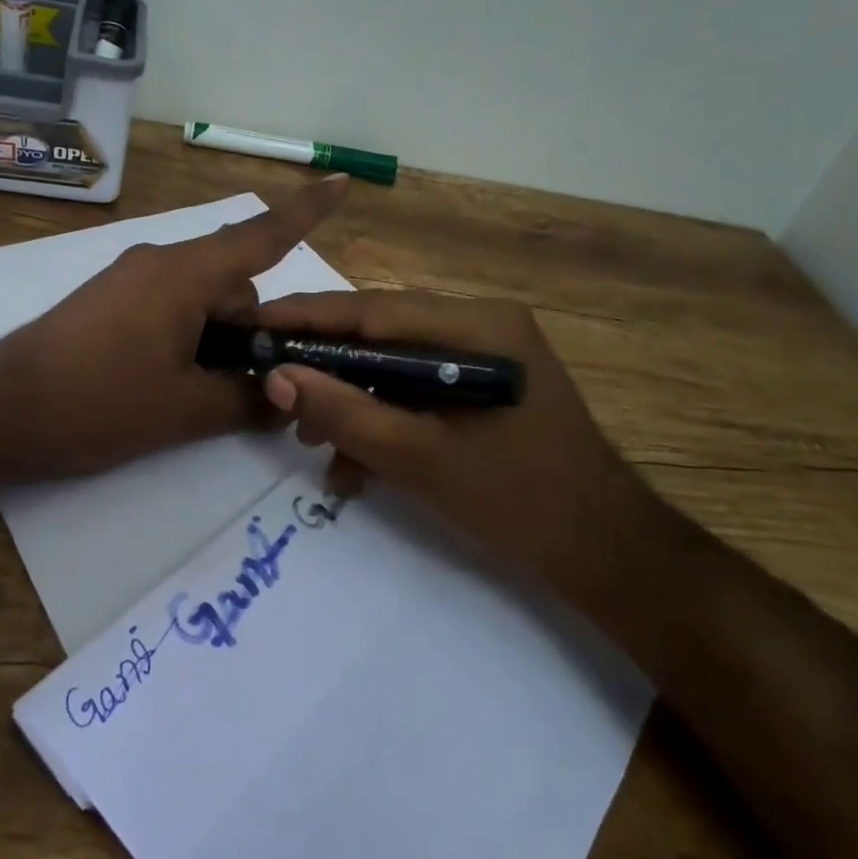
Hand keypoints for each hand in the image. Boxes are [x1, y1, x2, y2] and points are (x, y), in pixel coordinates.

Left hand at [0, 177, 347, 484]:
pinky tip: (165, 384)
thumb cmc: (96, 403)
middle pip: (234, 282)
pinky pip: (169, 305)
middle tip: (242, 391)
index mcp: (185, 274)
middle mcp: (160, 262)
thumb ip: (245, 401)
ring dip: (214, 339)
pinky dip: (186, 336)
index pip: (262, 234)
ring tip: (194, 397)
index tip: (343, 180)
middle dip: (249, 331)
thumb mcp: (184, 411)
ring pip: (201, 298)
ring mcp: (130, 279)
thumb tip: (283, 401)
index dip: (307, 210)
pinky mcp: (109, 300)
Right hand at [249, 288, 651, 599]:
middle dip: (329, 370)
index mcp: (477, 326)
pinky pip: (418, 385)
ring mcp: (486, 351)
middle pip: (382, 334)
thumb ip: (343, 412)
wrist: (601, 549)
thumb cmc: (513, 499)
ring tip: (317, 445)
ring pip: (395, 363)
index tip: (256, 323)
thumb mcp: (415, 457)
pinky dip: (386, 416)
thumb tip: (277, 375)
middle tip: (280, 399)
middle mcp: (483, 323)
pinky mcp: (484, 380)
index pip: (374, 309)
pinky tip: (358, 463)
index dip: (309, 316)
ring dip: (354, 401)